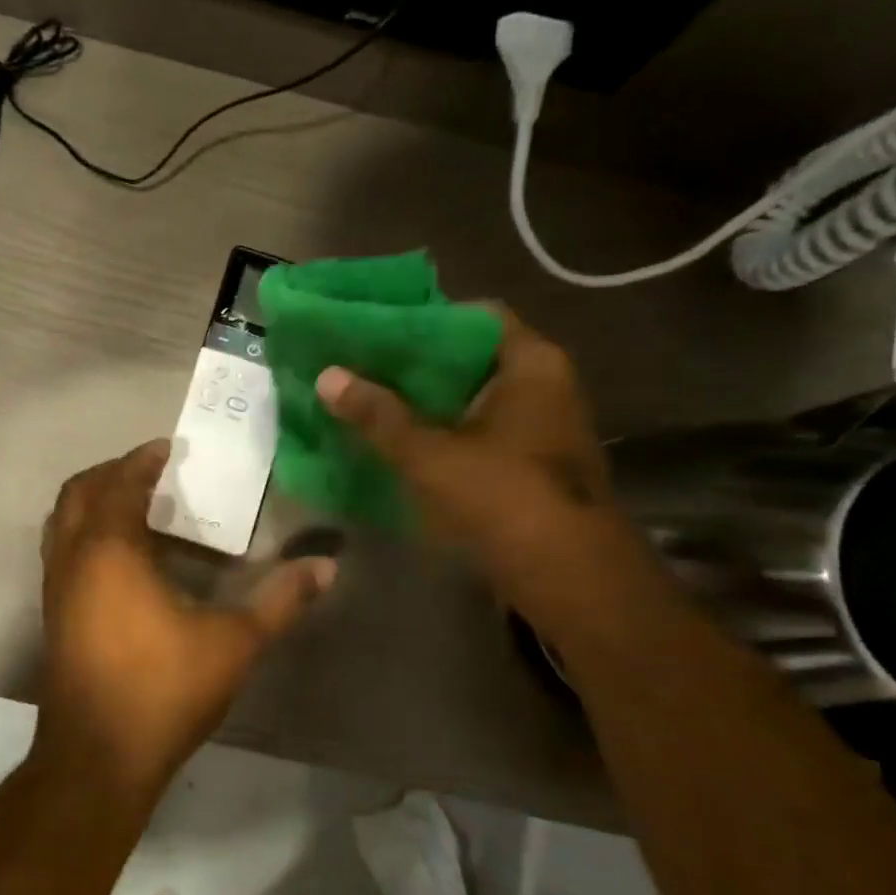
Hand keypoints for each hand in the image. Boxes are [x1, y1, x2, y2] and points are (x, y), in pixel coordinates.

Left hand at [37, 441, 335, 794]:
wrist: (97, 757)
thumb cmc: (163, 690)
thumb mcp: (234, 643)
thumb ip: (281, 601)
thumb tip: (326, 565)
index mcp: (110, 550)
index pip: (120, 484)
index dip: (142, 460)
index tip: (168, 449)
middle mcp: (72, 558)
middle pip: (78, 492)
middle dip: (112, 473)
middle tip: (150, 472)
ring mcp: (55, 588)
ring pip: (62, 522)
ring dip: (93, 502)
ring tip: (136, 507)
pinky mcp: (52, 615)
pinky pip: (61, 551)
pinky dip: (85, 534)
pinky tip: (122, 560)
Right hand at [315, 306, 614, 587]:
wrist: (568, 577)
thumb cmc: (503, 498)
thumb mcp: (430, 454)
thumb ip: (378, 415)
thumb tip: (327, 376)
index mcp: (531, 364)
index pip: (475, 317)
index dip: (426, 319)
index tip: (378, 331)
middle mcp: (545, 385)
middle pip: (472, 359)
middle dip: (418, 365)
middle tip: (364, 367)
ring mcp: (543, 426)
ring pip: (473, 399)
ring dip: (428, 402)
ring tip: (372, 402)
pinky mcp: (533, 463)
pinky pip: (480, 432)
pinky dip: (445, 432)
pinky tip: (402, 443)